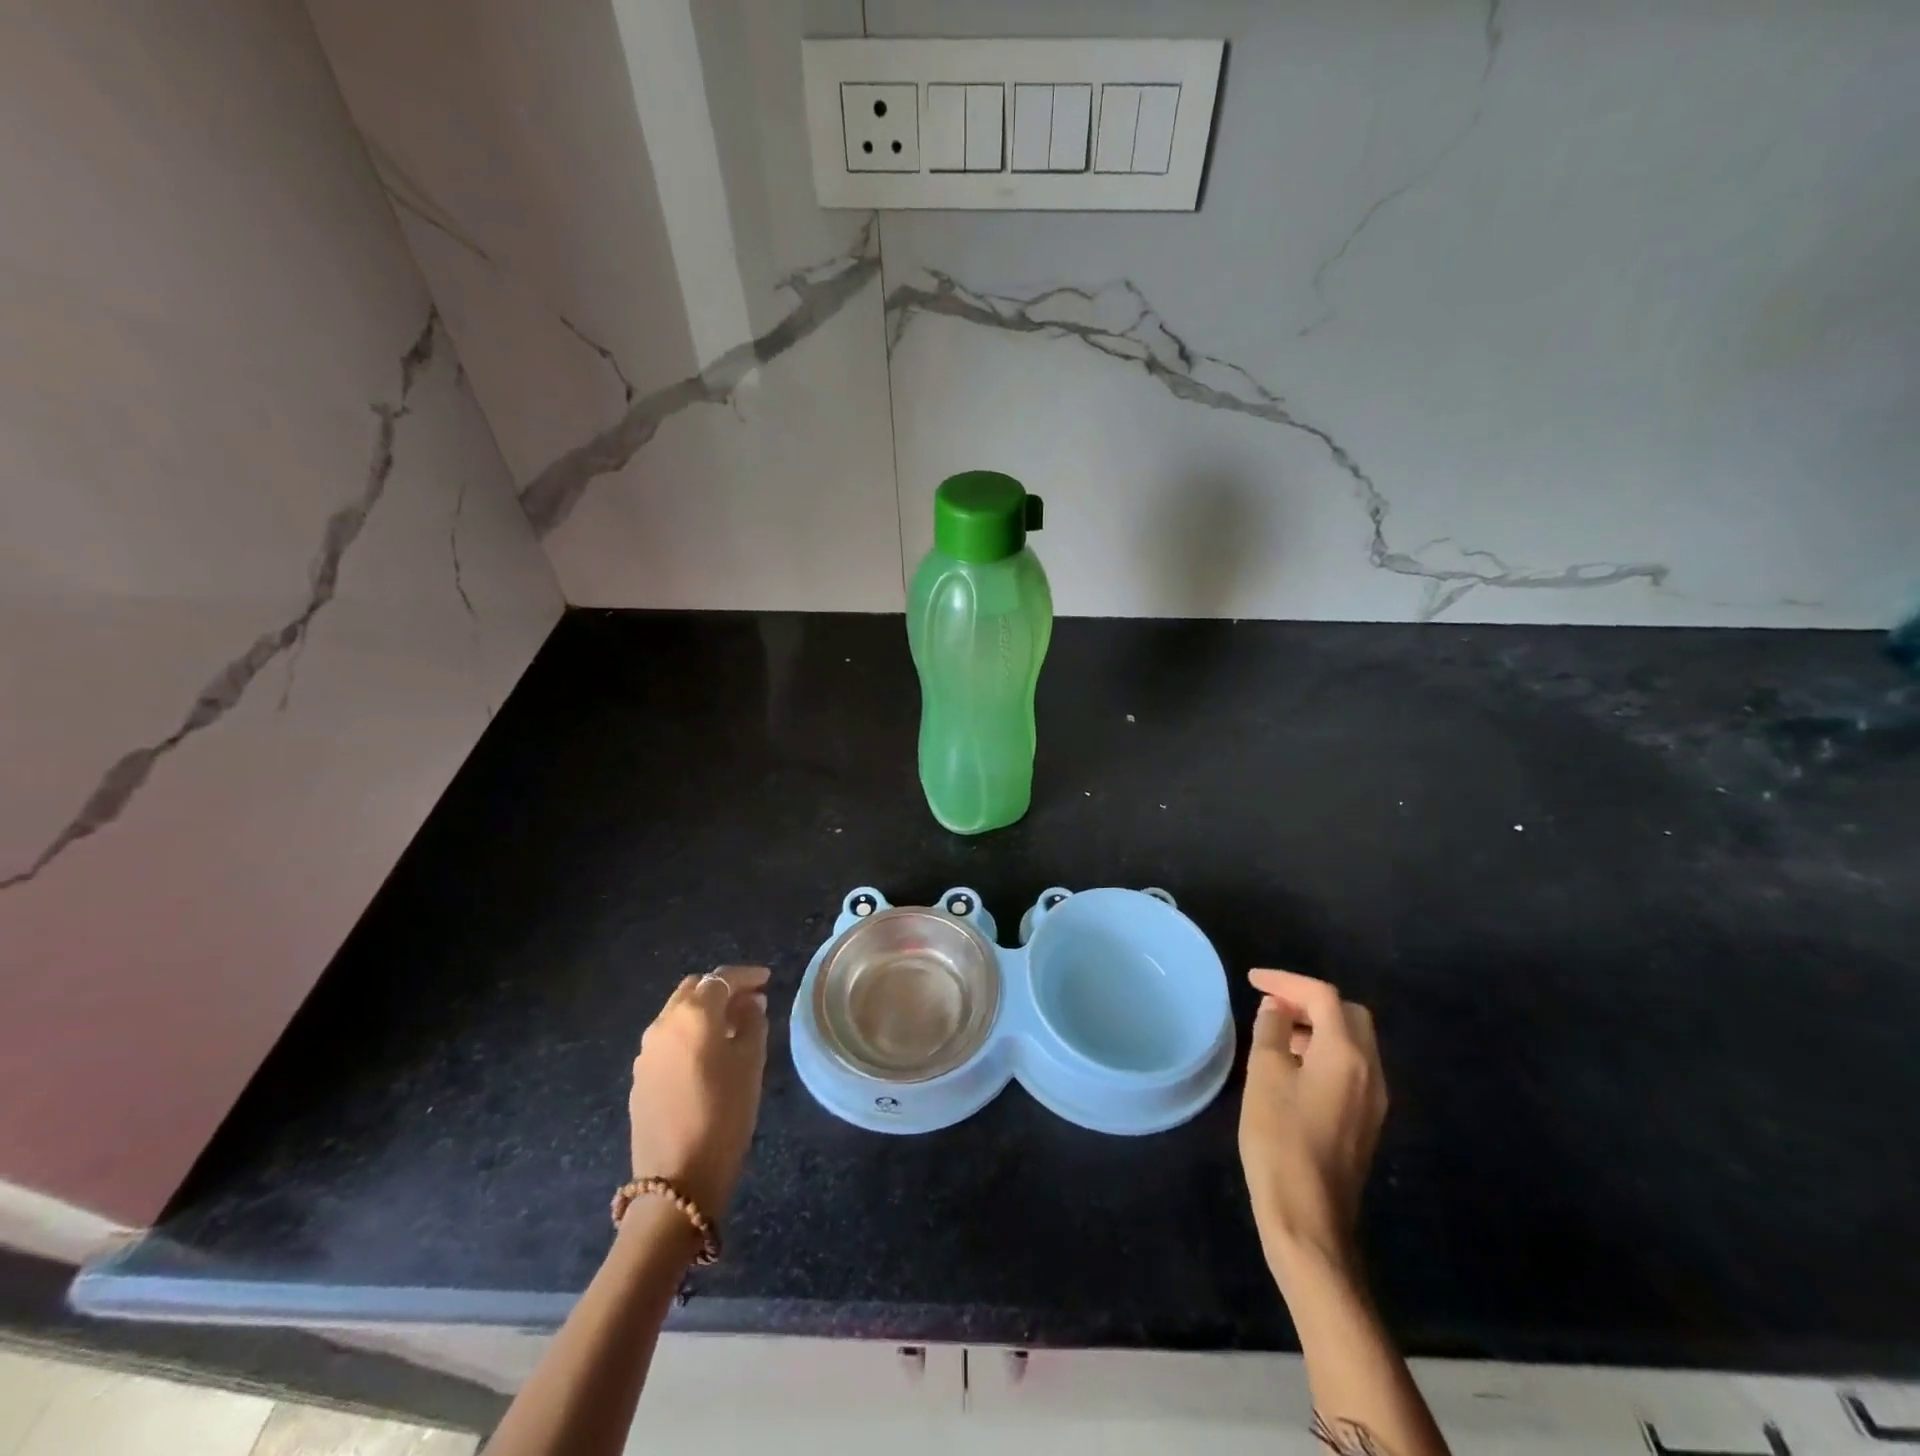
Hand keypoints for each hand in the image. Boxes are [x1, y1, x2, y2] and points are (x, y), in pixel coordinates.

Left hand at [629, 965, 770, 1217]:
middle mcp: (664, 1023)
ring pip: (678, 1012)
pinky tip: (707, 1054)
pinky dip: (689, 1032)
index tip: (767, 980)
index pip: (721, 978)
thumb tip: (750, 1003)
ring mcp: (647, 1050)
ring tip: (732, 1027)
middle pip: (694, 989)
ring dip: (704, 1010)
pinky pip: (668, 1037)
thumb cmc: (724, 1114)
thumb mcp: (751, 1064)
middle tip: (751, 1001)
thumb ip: (753, 1023)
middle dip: (722, 989)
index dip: (747, 975)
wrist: (676, 1178)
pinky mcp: (640, 1076)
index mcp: (693, 1014)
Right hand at [1238, 969, 1387, 1278]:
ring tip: (1275, 1034)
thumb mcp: (1264, 1076)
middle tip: (1271, 1005)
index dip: (1286, 981)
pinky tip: (1292, 1067)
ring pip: (1353, 1041)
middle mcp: (1371, 1070)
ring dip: (1317, 1026)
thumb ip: (1271, 1031)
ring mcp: (1374, 1099)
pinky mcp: (1367, 1120)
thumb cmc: (1280, 1141)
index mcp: (1345, 1055)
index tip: (1252, 981)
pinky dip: (1324, 1051)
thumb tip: (1277, 1008)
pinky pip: (1351, 1067)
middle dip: (1309, 1001)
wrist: (1309, 1220)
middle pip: (1348, 1014)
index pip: (1322, 996)